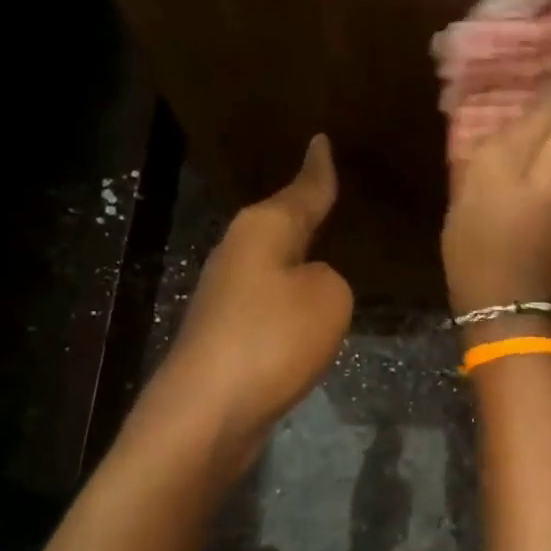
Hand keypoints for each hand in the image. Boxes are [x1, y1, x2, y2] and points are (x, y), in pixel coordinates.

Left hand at [146, 134, 352, 474]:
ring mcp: (229, 294)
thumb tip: (311, 284)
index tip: (322, 139)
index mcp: (263, 229)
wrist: (210, 412)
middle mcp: (239, 252)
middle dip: (307, 211)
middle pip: (282, 223)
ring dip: (301, 258)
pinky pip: (273, 301)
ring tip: (335, 247)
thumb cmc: (272, 340)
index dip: (318, 168)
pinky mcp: (229, 332)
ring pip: (276, 264)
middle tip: (341, 194)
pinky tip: (311, 305)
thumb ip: (332, 278)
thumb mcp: (328, 298)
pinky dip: (293, 299)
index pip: (302, 189)